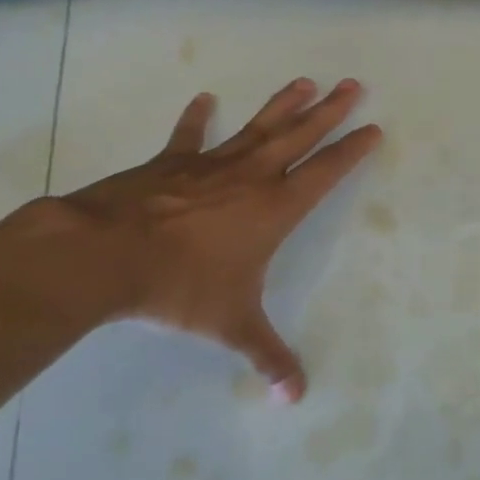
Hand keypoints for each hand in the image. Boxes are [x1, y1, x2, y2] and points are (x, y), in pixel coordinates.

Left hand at [32, 78, 380, 401]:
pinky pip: (189, 137)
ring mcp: (211, 165)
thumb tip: (296, 399)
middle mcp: (252, 177)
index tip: (373, 127)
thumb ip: (267, 356)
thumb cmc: (181, 287)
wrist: (106, 256)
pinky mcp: (171, 163)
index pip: (326, 172)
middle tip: (354, 84)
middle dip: (330, 111)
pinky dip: (196, 118)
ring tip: (306, 81)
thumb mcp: (231, 325)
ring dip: (284, 104)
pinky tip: (204, 98)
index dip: (352, 150)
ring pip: (258, 127)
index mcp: (275, 208)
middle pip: (300, 136)